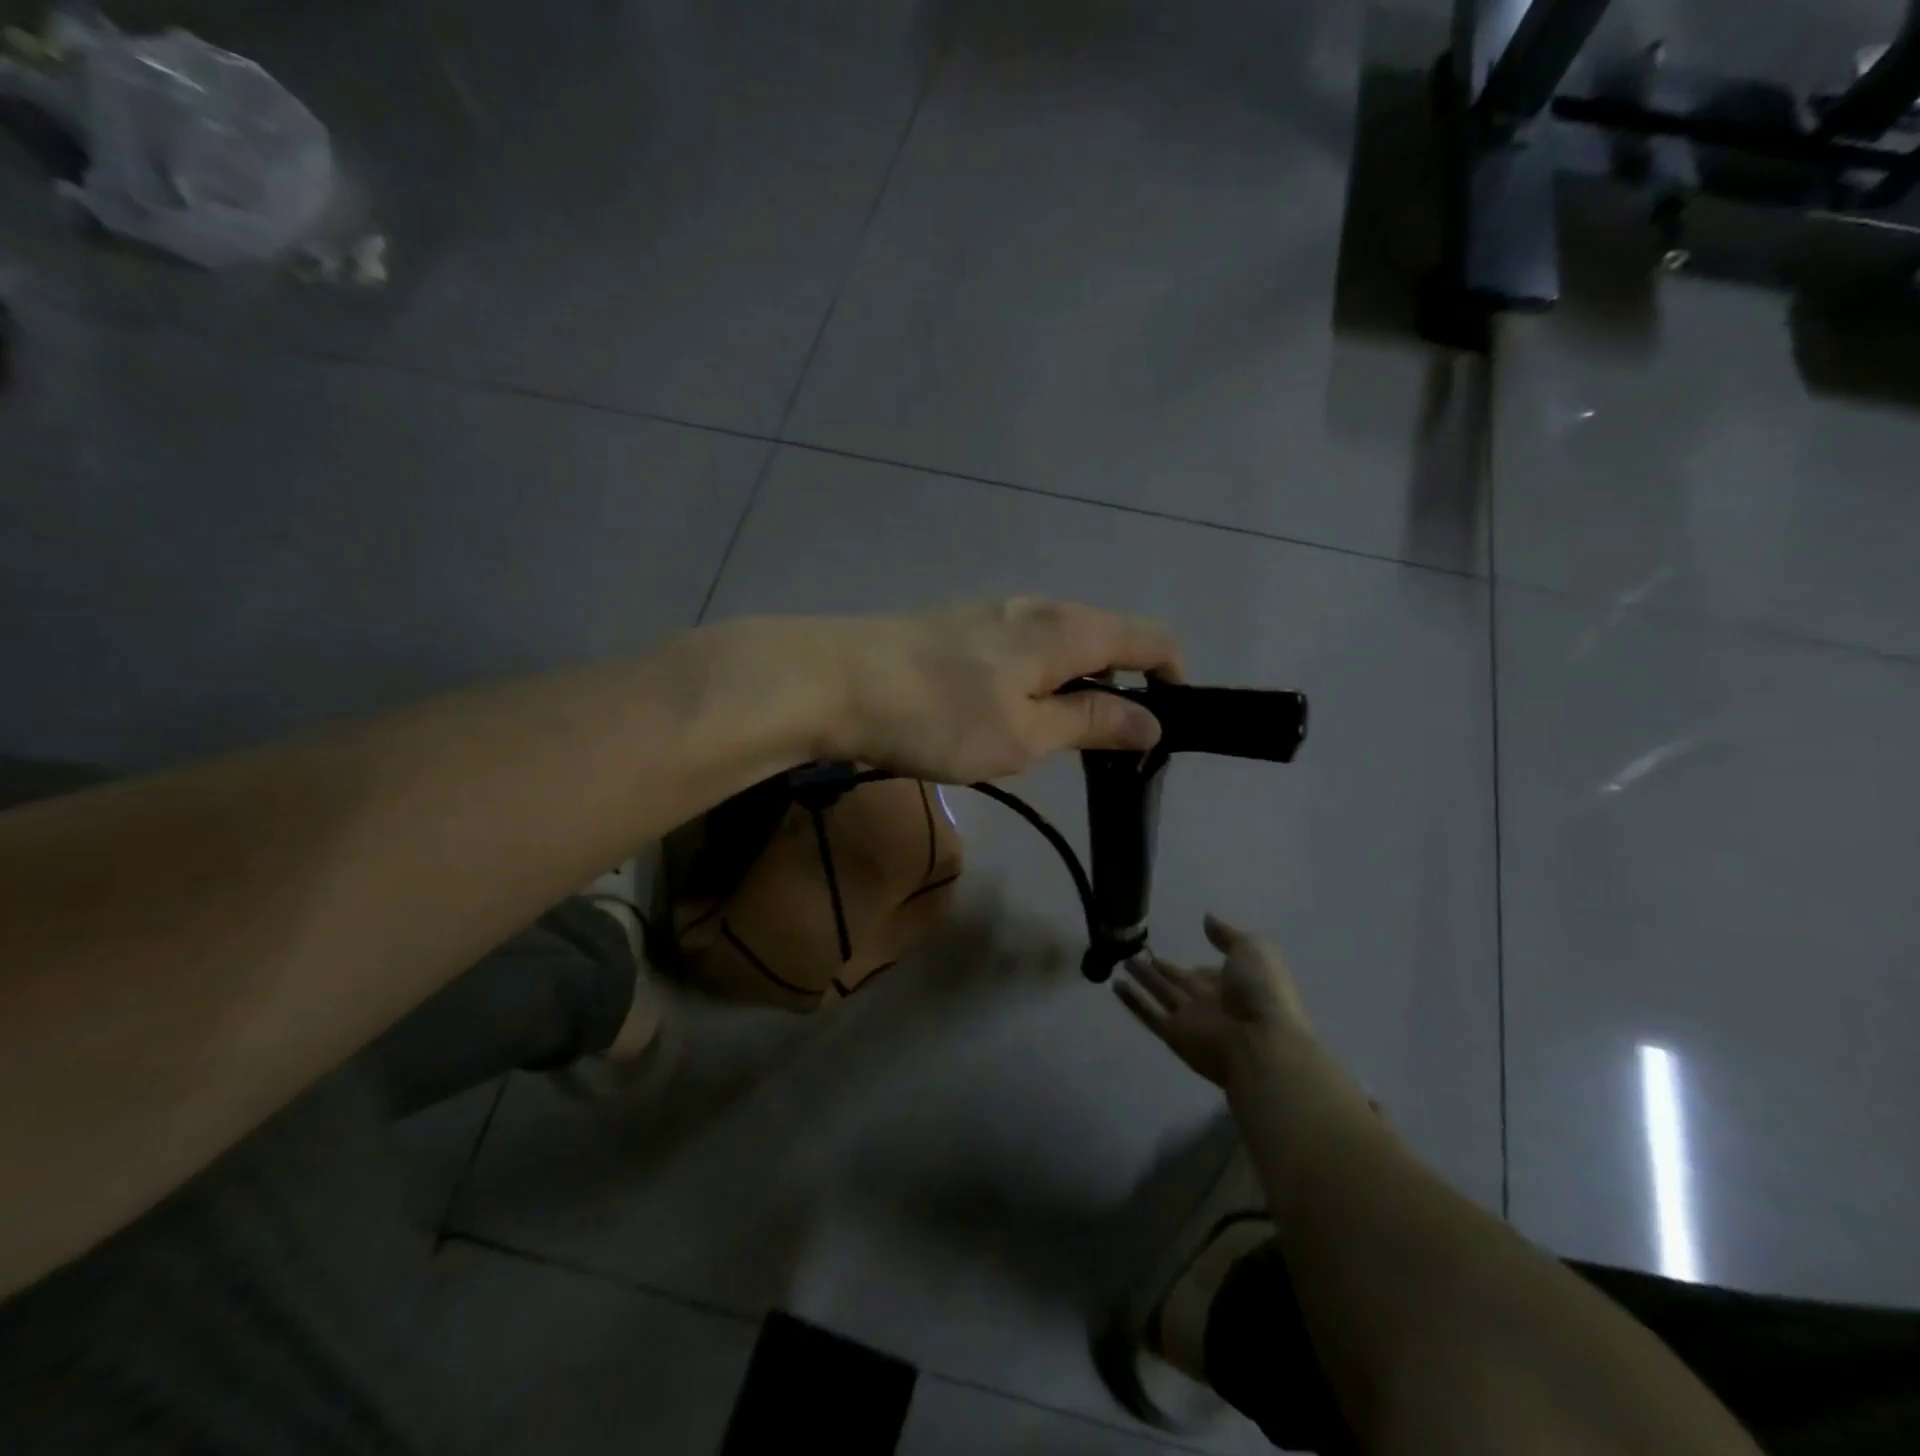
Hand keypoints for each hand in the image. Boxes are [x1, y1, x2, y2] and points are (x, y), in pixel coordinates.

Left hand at [824, 597, 1183, 782]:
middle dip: (1122, 684)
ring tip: (1058, 736)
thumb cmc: (938, 715)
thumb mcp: (1024, 734)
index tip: (1173, 720)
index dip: (1172, 674)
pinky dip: (1036, 678)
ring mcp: (992, 613)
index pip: (1148, 637)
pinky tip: (1008, 713)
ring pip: (1058, 644)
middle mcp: (1037, 608)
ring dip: (1075, 684)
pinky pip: (1021, 648)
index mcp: (1066, 629)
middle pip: (1105, 637)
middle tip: (1111, 744)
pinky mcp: (958, 627)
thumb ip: (1091, 723)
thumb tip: (1151, 722)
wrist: (833, 681)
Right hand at [1115, 915, 1307, 1085]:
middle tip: (1136, 952)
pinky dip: (1132, 1001)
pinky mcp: (1173, 1035)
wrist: (1261, 1043)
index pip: (1208, 971)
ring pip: (1161, 994)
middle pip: (1180, 982)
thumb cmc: (1261, 992)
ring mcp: (1191, 1019)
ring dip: (1143, 979)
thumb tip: (1207, 919)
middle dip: (1161, 968)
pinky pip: (1149, 1015)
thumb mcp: (1252, 950)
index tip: (1174, 949)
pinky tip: (1114, 985)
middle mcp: (1211, 1001)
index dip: (1194, 962)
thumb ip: (1227, 935)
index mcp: (1234, 983)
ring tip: (1122, 961)